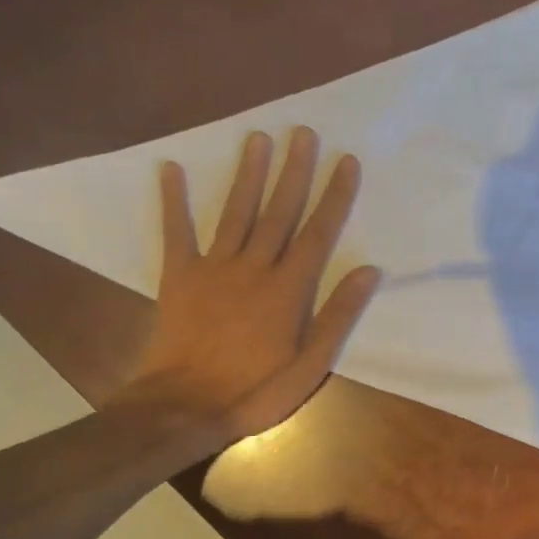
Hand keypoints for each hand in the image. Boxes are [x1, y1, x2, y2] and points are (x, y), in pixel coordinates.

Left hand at [129, 127, 380, 442]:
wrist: (183, 408)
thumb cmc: (255, 390)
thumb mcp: (311, 364)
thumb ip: (338, 315)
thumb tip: (368, 270)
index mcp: (288, 288)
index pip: (318, 232)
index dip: (335, 195)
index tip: (346, 161)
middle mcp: (254, 267)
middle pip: (279, 211)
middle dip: (294, 170)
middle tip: (303, 131)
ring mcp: (214, 268)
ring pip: (236, 212)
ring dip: (248, 173)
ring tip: (258, 137)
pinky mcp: (179, 276)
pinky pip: (176, 232)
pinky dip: (172, 200)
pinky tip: (170, 168)